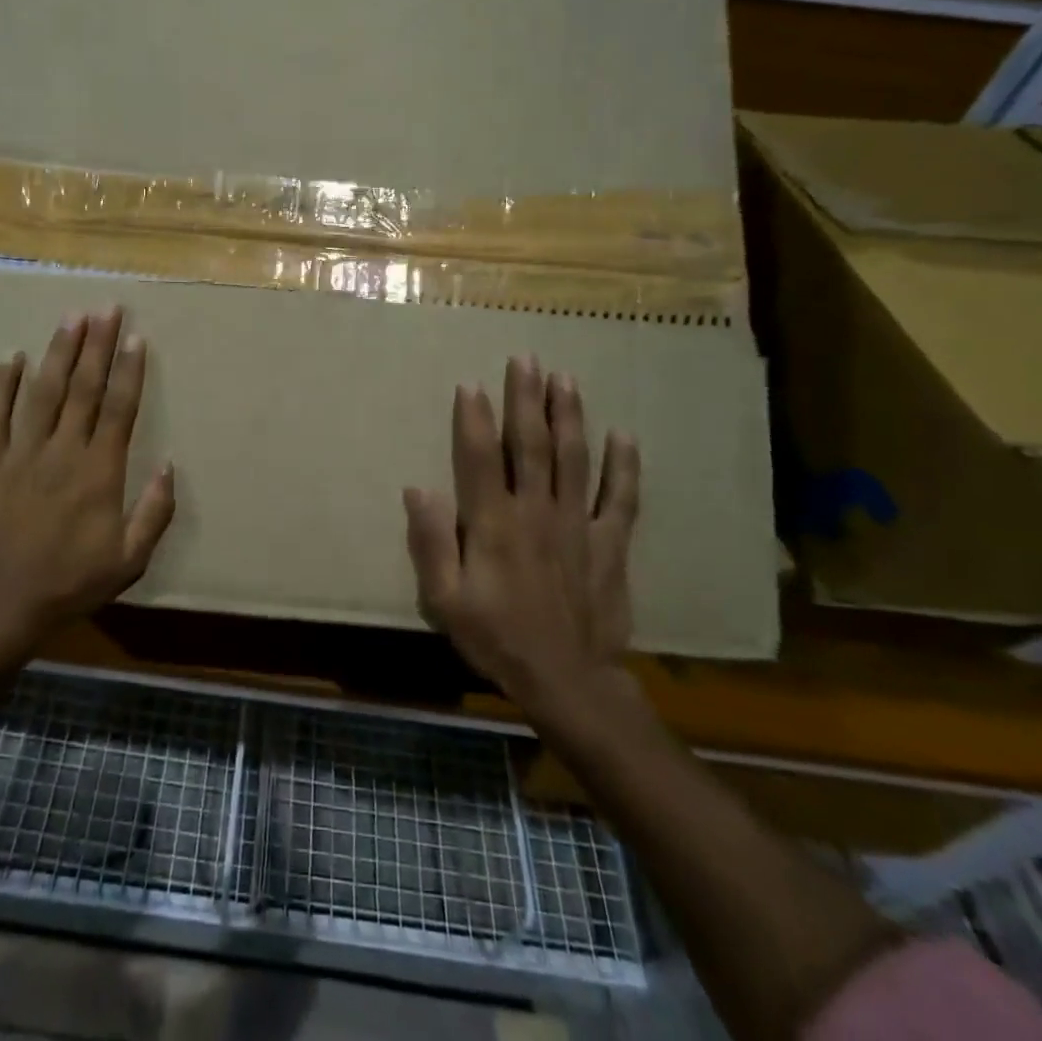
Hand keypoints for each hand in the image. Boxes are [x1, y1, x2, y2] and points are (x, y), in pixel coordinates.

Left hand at [0, 307, 175, 652]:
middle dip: (98, 345)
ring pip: (43, 392)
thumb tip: (170, 465)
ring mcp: (21, 454)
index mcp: (99, 472)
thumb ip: (154, 512)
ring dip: (59, 352)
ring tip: (72, 318)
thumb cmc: (70, 583)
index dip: (129, 370)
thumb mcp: (129, 561)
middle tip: (108, 308)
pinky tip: (12, 356)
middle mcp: (63, 452)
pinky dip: (1, 384)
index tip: (136, 336)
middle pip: (84, 388)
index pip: (119, 409)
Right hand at [404, 357, 642, 727]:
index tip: (471, 384)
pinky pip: (619, 498)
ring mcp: (577, 524)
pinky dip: (623, 466)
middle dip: (526, 399)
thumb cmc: (497, 638)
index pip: (480, 457)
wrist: (567, 681)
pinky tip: (624, 435)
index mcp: (494, 523)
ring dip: (568, 416)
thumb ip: (431, 543)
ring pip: (573, 459)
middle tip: (526, 358)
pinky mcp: (609, 544)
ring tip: (564, 379)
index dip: (473, 418)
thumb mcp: (445, 599)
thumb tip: (417, 489)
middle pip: (530, 444)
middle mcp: (536, 511)